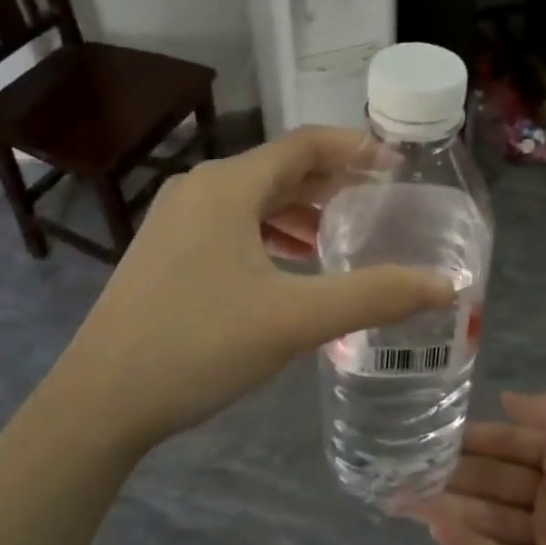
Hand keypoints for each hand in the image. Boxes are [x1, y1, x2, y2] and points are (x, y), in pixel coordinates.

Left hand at [42, 128, 453, 451]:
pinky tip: (289, 267)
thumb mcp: (295, 319)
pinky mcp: (165, 251)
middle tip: (380, 204)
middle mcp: (198, 188)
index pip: (304, 145)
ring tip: (341, 238)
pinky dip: (268, 235)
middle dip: (331, 183)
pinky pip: (230, 225)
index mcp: (226, 185)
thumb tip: (445, 284)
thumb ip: (374, 296)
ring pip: (253, 200)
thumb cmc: (199, 345)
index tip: (398, 166)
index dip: (355, 149)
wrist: (99, 400)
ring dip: (300, 212)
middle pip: (279, 169)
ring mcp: (175, 219)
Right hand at [412, 390, 545, 544]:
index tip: (424, 433)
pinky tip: (438, 531)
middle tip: (396, 471)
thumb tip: (505, 397)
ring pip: (490, 518)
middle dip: (448, 474)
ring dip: (449, 508)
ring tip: (400, 501)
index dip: (470, 438)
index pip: (508, 442)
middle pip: (491, 480)